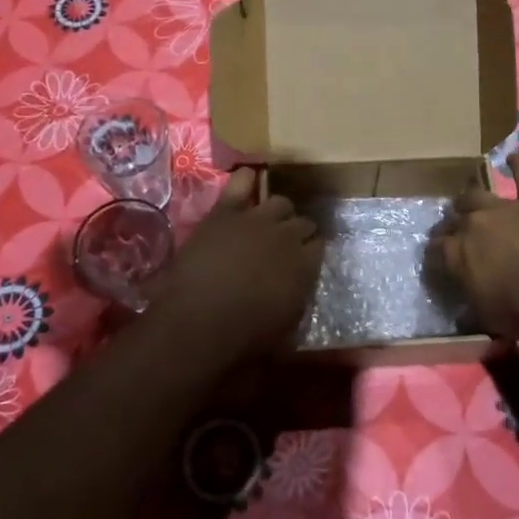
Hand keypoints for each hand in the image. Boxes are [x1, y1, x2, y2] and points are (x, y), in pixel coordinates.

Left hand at [158, 169, 321, 360]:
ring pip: (280, 203)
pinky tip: (249, 182)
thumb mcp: (286, 327)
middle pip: (303, 222)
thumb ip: (297, 296)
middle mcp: (287, 237)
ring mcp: (256, 220)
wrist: (198, 323)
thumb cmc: (243, 338)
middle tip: (283, 246)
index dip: (310, 252)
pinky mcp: (226, 212)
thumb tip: (299, 284)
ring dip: (278, 213)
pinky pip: (241, 183)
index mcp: (305, 266)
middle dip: (297, 233)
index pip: (319, 246)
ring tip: (268, 223)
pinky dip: (246, 181)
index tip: (303, 261)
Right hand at [431, 152, 518, 343]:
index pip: (435, 249)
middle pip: (453, 218)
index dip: (436, 254)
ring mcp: (505, 208)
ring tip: (470, 200)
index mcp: (455, 253)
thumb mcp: (483, 312)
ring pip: (477, 194)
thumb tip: (466, 286)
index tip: (438, 260)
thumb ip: (469, 291)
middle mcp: (473, 224)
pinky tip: (514, 154)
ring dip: (471, 198)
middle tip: (455, 233)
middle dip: (451, 225)